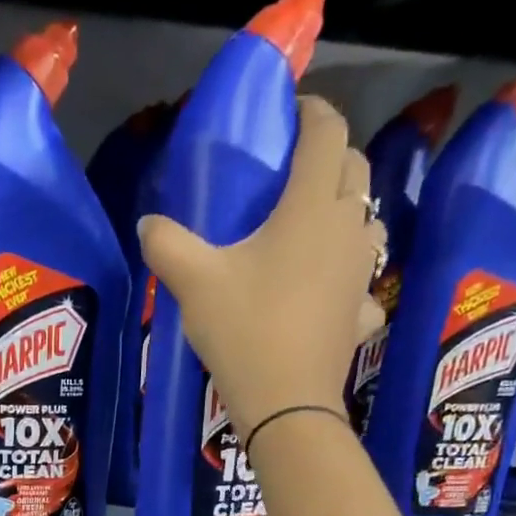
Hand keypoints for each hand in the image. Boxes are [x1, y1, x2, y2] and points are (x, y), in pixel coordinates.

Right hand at [137, 96, 387, 443]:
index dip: (311, 112)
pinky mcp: (362, 314)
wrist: (286, 403)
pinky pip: (364, 283)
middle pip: (354, 169)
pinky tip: (329, 295)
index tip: (291, 113)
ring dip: (347, 212)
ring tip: (313, 228)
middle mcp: (348, 228)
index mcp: (311, 206)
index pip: (327, 132)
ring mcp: (362, 273)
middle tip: (294, 172)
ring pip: (368, 222)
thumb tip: (147, 224)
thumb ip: (167, 244)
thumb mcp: (194, 283)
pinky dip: (349, 278)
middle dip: (329, 157)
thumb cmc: (244, 330)